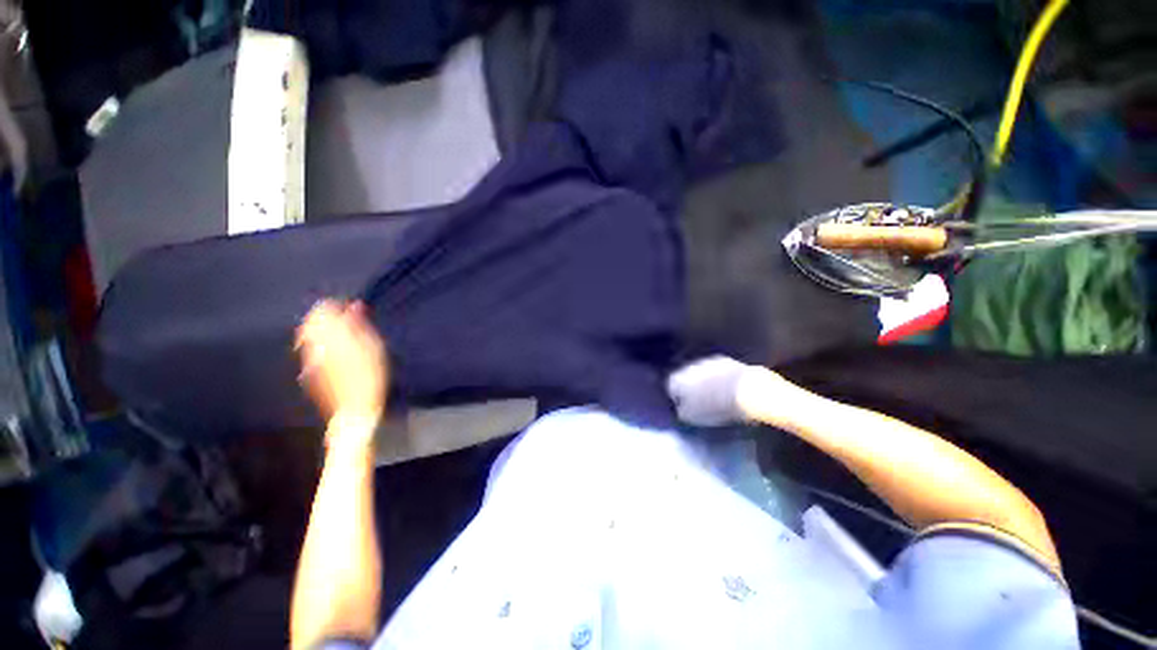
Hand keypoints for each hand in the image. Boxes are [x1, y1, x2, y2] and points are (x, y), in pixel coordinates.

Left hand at [296, 301, 388, 440]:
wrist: (355, 408)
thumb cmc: (371, 375)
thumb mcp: (374, 347)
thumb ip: (360, 324)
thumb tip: (355, 305)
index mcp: (329, 335)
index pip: (322, 309)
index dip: (336, 306)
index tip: (351, 309)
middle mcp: (313, 343)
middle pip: (311, 321)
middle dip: (326, 316)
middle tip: (346, 320)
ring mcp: (309, 357)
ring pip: (308, 334)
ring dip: (322, 329)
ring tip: (342, 333)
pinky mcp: (309, 369)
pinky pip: (309, 347)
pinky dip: (319, 341)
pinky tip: (335, 349)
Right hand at [667, 356, 792, 426]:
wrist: (748, 390)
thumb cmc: (717, 406)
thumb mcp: (692, 417)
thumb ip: (681, 411)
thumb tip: (679, 408)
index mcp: (677, 379)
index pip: (670, 388)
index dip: (676, 398)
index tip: (684, 407)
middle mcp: (688, 366)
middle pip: (684, 377)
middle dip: (690, 386)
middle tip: (698, 400)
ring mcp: (707, 361)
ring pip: (700, 372)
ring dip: (704, 381)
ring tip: (713, 394)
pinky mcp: (725, 360)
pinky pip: (715, 370)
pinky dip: (717, 378)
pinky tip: (725, 387)